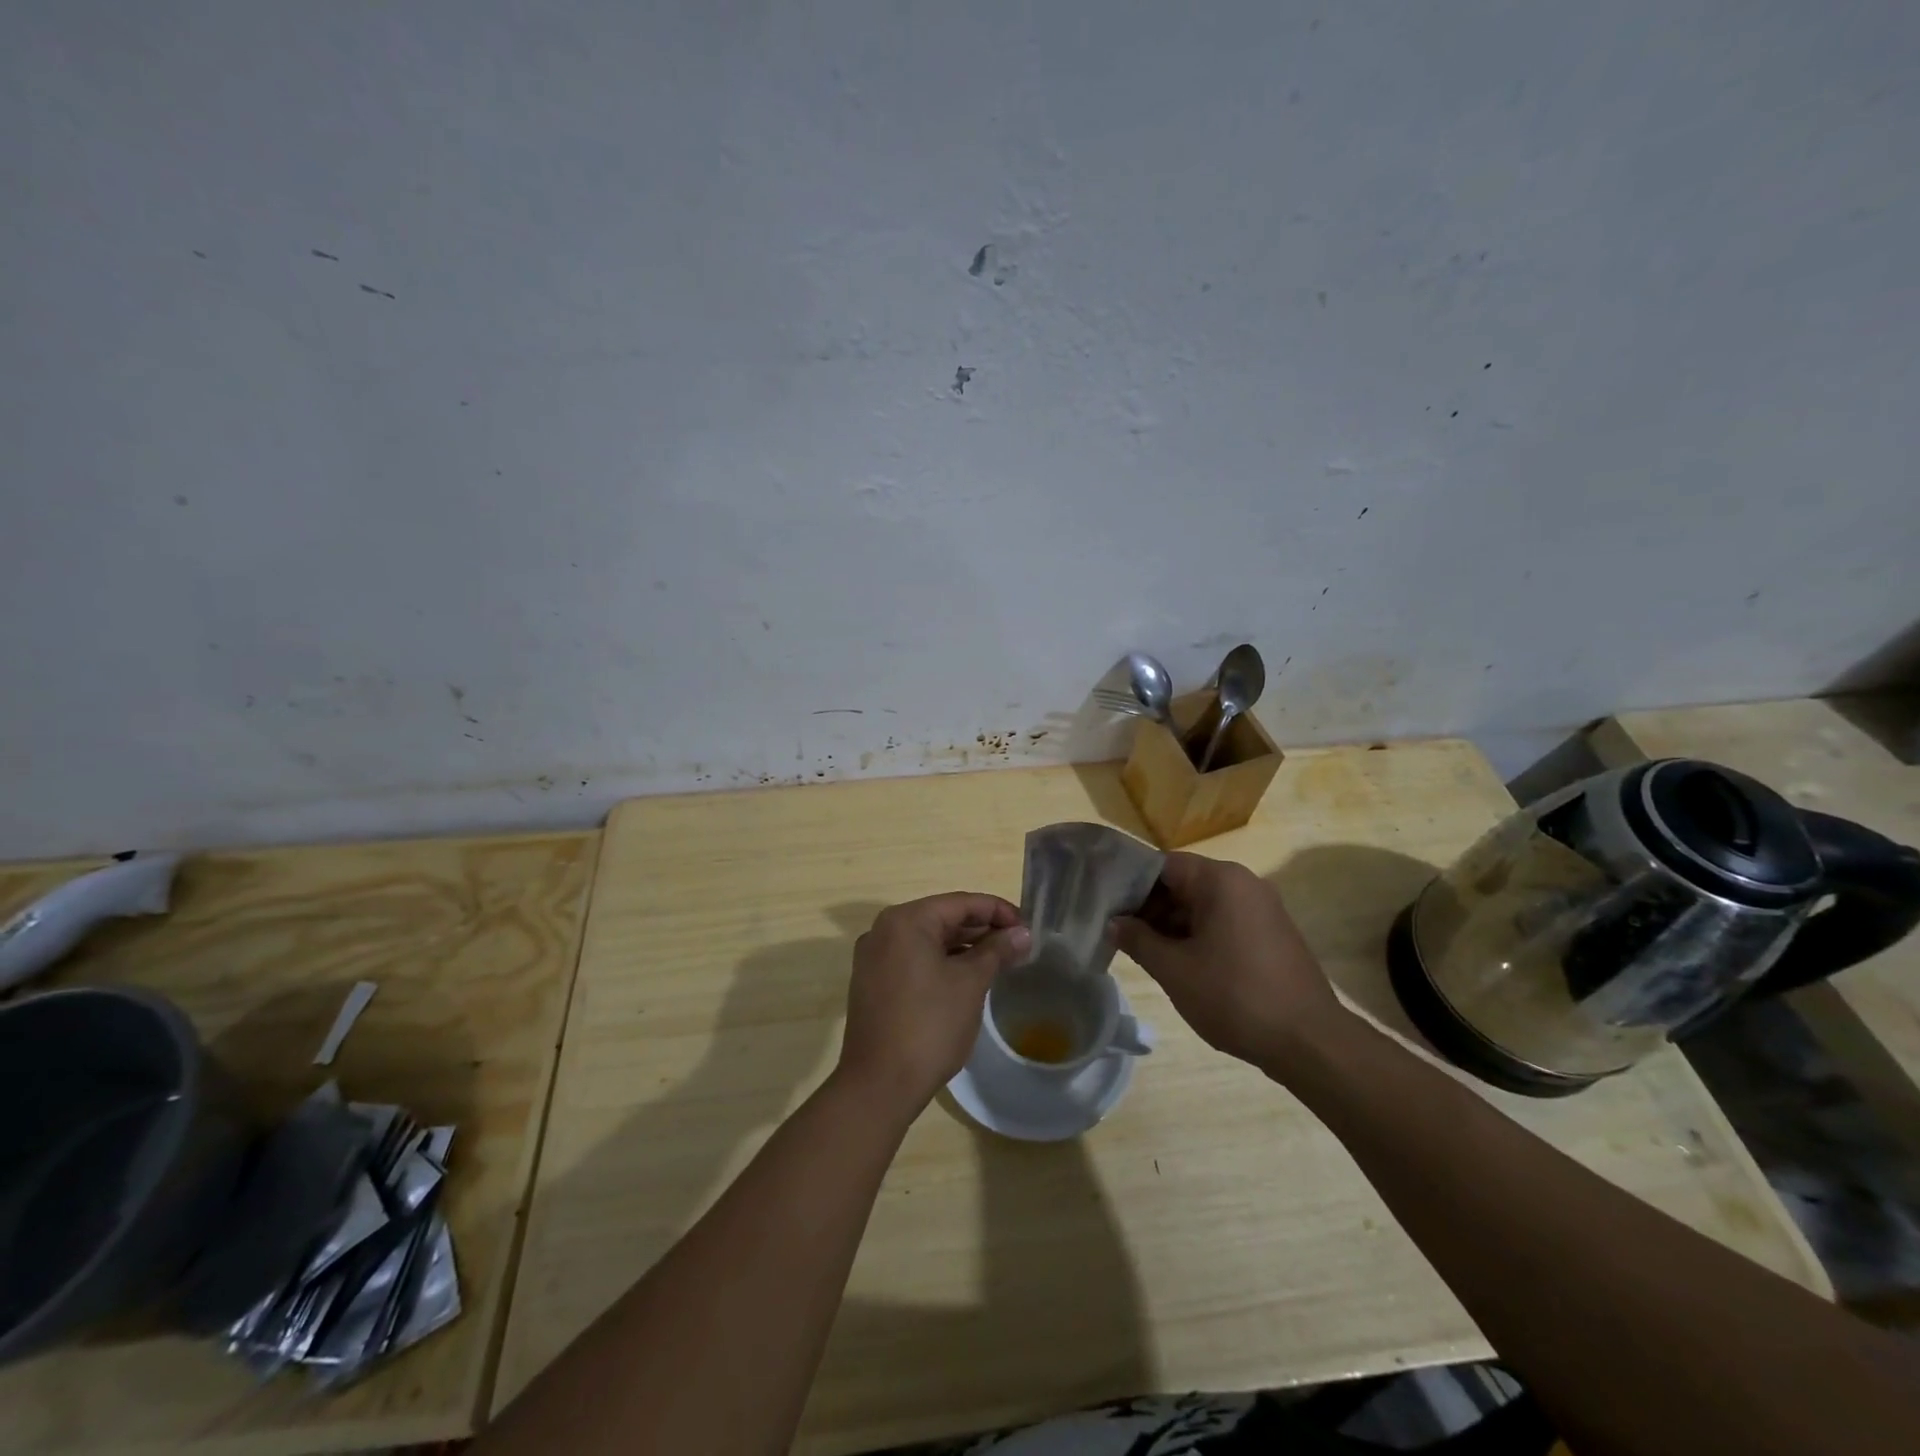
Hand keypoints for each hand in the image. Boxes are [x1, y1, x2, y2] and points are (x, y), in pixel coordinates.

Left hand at [837, 893, 1031, 1113]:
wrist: (879, 1085)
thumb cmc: (929, 1026)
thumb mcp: (970, 983)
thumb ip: (997, 951)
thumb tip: (1022, 933)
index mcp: (906, 920)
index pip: (961, 903)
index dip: (998, 911)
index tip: (1028, 928)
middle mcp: (884, 930)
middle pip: (943, 918)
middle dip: (982, 929)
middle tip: (1018, 945)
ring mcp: (875, 957)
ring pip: (928, 940)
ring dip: (964, 947)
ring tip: (1000, 961)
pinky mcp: (874, 982)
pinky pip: (914, 959)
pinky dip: (942, 962)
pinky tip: (968, 978)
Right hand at [1113, 852, 1344, 1076]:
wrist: (1310, 1043)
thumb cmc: (1235, 996)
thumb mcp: (1174, 970)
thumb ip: (1138, 940)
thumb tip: (1114, 923)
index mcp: (1220, 880)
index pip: (1161, 866)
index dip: (1130, 886)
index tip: (1107, 909)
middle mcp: (1244, 883)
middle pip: (1183, 884)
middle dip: (1150, 909)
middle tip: (1120, 936)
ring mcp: (1263, 909)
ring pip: (1203, 906)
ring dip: (1173, 926)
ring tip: (1145, 955)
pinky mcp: (1273, 934)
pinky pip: (1225, 923)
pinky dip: (1199, 937)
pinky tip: (1181, 966)